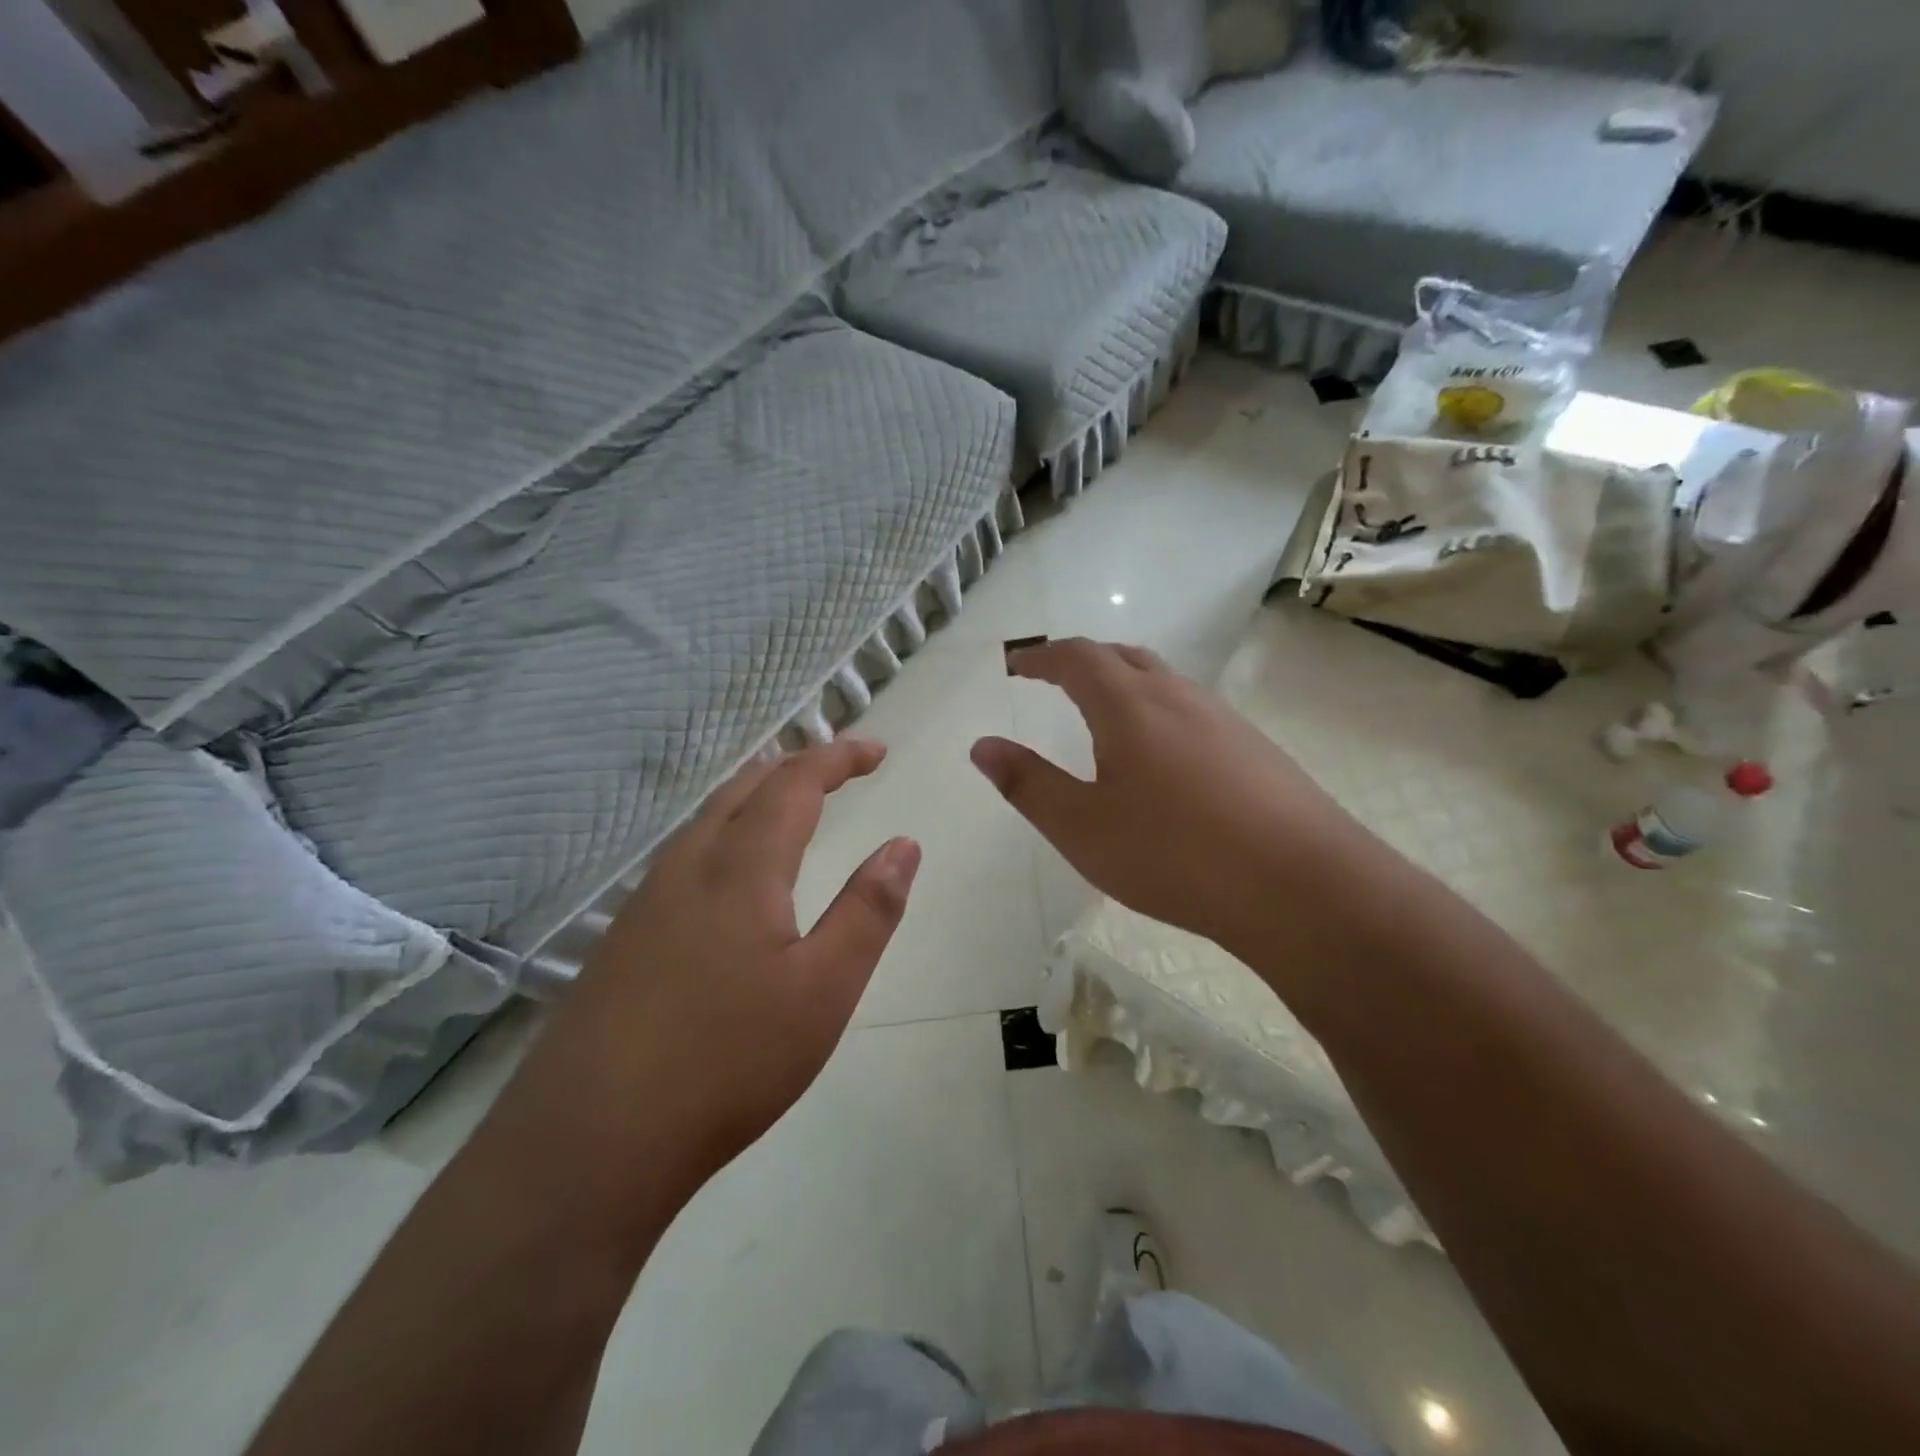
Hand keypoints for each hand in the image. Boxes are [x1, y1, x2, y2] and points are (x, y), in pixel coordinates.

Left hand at [482, 738, 918, 1228]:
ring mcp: (646, 900)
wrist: (589, 1143)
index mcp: (741, 866)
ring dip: (756, 796)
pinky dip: (726, 833)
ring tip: (790, 804)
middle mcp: (688, 866)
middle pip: (743, 786)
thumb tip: (904, 844)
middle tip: (839, 768)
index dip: (838, 756)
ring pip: (708, 819)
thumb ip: (868, 910)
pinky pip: (685, 855)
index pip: (794, 782)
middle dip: (796, 765)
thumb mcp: (824, 989)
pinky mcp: (623, 937)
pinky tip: (731, 876)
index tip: (877, 751)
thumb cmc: (727, 1061)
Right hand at [971, 639, 1371, 960]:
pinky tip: (1164, 759)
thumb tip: (983, 747)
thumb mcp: (1082, 827)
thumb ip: (1027, 783)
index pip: (1077, 657)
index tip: (1018, 666)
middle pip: (1123, 657)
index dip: (1041, 657)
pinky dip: (1160, 713)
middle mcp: (1178, 696)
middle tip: (1056, 680)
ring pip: (1163, 682)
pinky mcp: (1255, 749)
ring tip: (1104, 715)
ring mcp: (1223, 720)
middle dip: (1083, 661)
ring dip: (1125, 684)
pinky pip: (1193, 711)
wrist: (1300, 886)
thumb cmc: (1173, 854)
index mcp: (1129, 705)